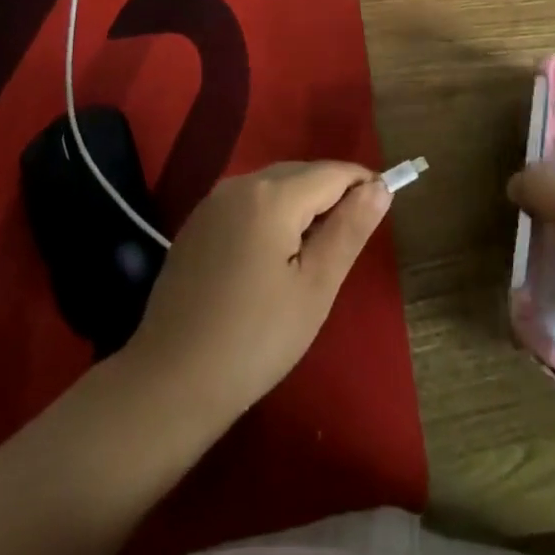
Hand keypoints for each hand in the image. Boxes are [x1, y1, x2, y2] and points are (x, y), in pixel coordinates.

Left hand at [129, 162, 391, 425]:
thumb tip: (379, 188)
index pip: (332, 172)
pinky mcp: (197, 222)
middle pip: (301, 173)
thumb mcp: (315, 289)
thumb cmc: (255, 340)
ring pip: (273, 185)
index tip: (384, 207)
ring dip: (302, 203)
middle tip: (351, 239)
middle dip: (332, 193)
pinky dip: (272, 214)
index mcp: (272, 196)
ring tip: (317, 250)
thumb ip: (349, 230)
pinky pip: (248, 202)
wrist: (171, 381)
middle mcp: (240, 183)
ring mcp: (213, 201)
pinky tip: (274, 256)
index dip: (363, 184)